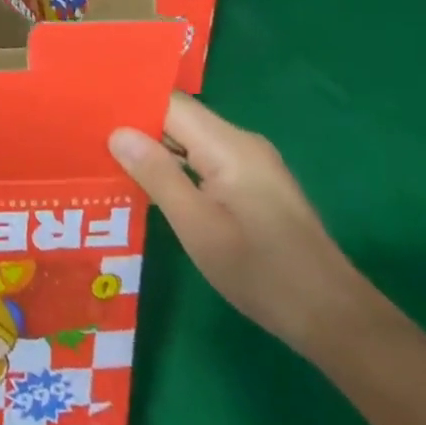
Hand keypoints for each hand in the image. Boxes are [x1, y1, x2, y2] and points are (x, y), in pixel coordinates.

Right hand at [109, 94, 376, 358]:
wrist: (336, 321)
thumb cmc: (261, 273)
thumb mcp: (197, 226)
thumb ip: (157, 174)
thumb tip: (117, 132)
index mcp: (229, 146)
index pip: (169, 103)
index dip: (130, 103)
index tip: (89, 110)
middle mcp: (242, 144)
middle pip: (179, 118)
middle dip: (136, 126)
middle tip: (89, 136)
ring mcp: (252, 165)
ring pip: (190, 141)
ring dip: (154, 149)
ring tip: (108, 157)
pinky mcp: (255, 186)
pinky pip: (205, 160)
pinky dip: (176, 166)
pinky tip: (151, 183)